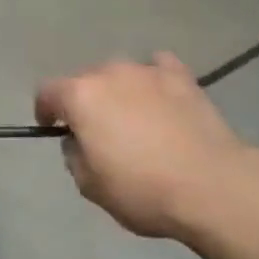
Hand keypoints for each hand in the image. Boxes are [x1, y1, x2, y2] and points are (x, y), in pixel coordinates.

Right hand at [36, 53, 258, 240]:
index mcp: (80, 96)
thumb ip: (74, 155)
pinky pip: (157, 68)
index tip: (51, 128)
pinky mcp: (181, 76)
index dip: (45, 110)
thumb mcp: (91, 187)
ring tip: (134, 119)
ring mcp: (146, 70)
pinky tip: (161, 98)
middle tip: (98, 132)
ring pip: (120, 74)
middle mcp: (109, 73)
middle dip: (85, 102)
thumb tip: (79, 140)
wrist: (212, 186)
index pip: (47, 91)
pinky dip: (153, 80)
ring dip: (119, 92)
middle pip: (85, 80)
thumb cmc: (143, 190)